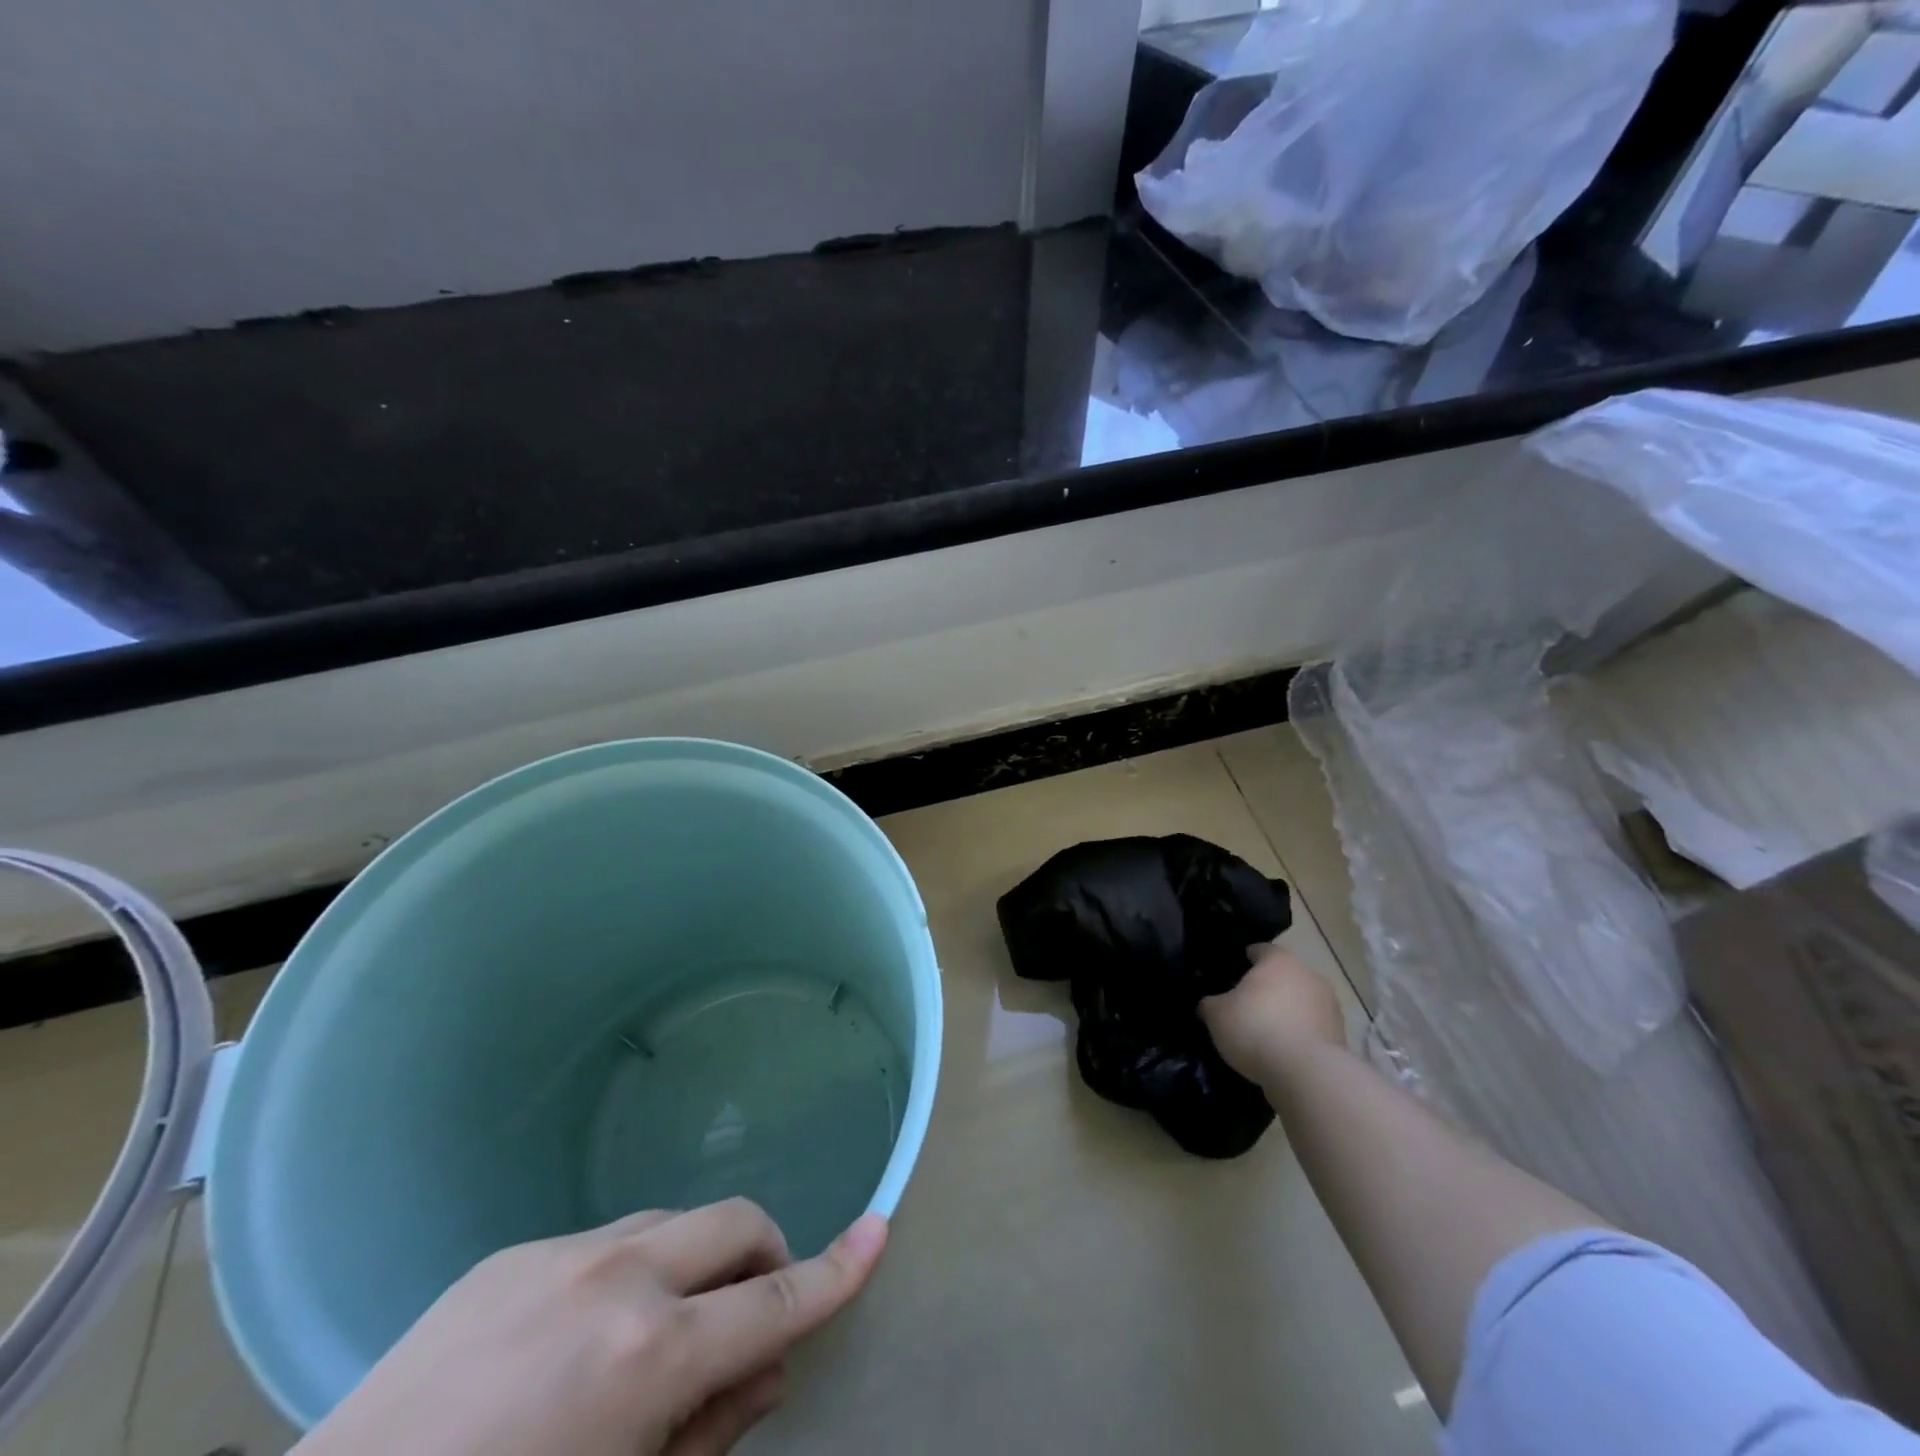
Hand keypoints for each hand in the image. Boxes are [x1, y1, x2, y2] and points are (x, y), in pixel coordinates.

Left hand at [293, 1200, 887, 1455]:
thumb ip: (712, 1432)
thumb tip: (769, 1368)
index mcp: (648, 1356)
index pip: (774, 1299)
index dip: (836, 1269)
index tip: (879, 1229)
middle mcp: (618, 1276)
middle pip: (734, 1222)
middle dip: (763, 1254)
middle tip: (748, 1315)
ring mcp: (560, 1252)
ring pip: (672, 1223)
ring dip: (692, 1263)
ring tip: (652, 1337)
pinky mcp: (512, 1252)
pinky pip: (604, 1240)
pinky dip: (626, 1274)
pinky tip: (573, 1342)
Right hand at [1199, 943, 1347, 1084]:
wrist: (1308, 1075)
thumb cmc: (1256, 1029)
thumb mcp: (1216, 1015)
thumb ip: (1210, 1003)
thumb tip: (1209, 1003)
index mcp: (1279, 960)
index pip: (1259, 950)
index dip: (1243, 960)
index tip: (1230, 976)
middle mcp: (1308, 974)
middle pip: (1283, 976)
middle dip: (1267, 988)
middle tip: (1244, 1006)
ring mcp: (1329, 1006)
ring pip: (1300, 1002)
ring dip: (1286, 1012)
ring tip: (1265, 1034)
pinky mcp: (1340, 1036)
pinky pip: (1311, 1028)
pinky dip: (1299, 1035)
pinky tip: (1282, 1053)